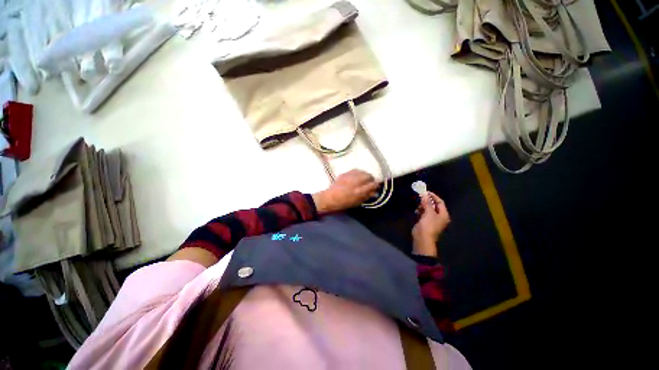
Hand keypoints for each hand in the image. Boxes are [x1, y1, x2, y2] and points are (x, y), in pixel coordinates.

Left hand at [312, 169, 378, 213]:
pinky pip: (355, 170)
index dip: (376, 185)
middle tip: (369, 183)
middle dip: (371, 179)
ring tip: (363, 180)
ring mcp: (350, 176)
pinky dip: (358, 173)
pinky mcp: (345, 173)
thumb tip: (375, 192)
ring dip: (365, 175)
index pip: (373, 184)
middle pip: (369, 176)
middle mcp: (356, 182)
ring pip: (363, 172)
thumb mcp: (357, 202)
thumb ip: (367, 196)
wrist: (330, 198)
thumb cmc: (344, 203)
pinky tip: (357, 177)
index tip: (376, 186)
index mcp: (359, 191)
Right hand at [412, 192, 450, 256]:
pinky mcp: (425, 222)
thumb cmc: (428, 225)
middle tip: (420, 197)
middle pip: (434, 205)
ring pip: (428, 209)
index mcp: (443, 214)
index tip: (425, 192)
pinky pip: (423, 213)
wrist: (422, 238)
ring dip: (423, 206)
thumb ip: (427, 202)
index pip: (440, 202)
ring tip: (418, 204)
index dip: (433, 196)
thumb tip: (424, 193)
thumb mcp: (428, 212)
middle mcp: (439, 216)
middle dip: (427, 201)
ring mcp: (432, 220)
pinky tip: (416, 211)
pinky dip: (420, 211)